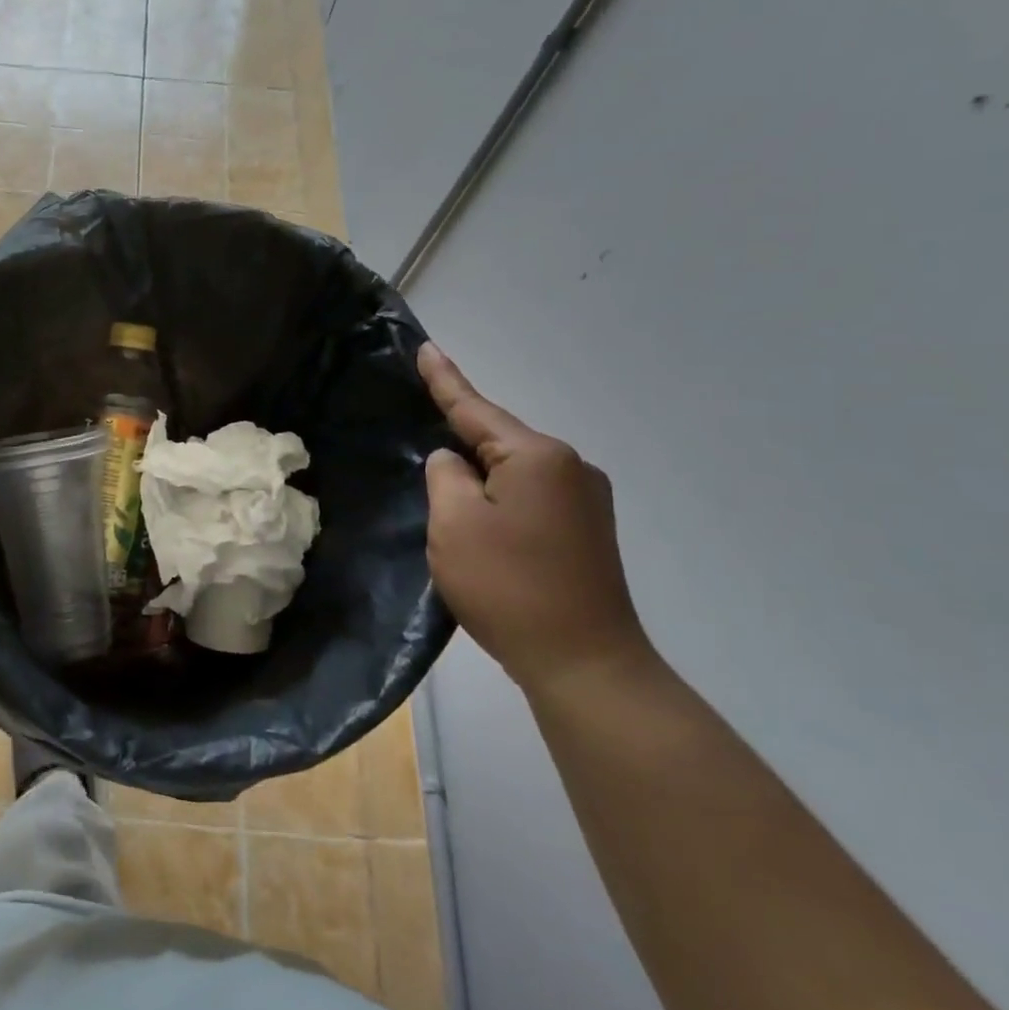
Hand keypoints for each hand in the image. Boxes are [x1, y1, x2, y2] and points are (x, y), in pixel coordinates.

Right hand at [418, 342, 651, 696]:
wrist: (584, 662)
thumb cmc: (508, 585)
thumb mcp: (453, 524)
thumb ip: (444, 476)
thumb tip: (453, 462)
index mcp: (536, 457)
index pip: (476, 408)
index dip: (445, 379)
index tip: (426, 347)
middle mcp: (570, 467)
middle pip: (498, 439)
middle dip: (459, 433)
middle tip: (420, 422)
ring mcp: (586, 500)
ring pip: (513, 470)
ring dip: (479, 472)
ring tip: (445, 484)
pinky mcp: (588, 530)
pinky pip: (530, 493)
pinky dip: (498, 494)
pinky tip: (480, 511)